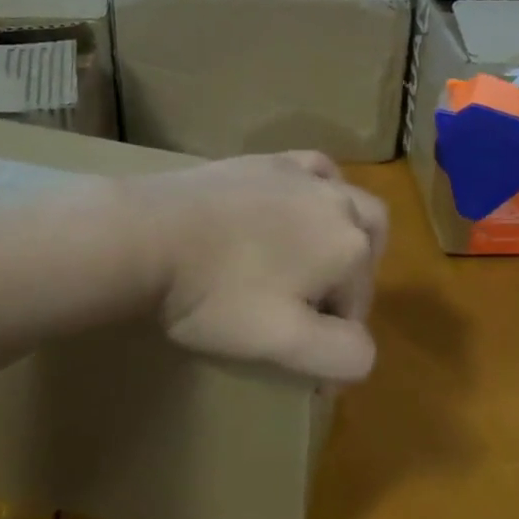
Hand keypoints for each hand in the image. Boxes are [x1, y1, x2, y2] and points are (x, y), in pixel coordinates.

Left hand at [121, 152, 387, 383]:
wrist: (149, 234)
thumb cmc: (216, 294)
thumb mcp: (283, 343)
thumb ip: (341, 354)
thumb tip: (364, 350)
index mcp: (349, 247)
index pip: (358, 304)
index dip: (334, 335)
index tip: (299, 358)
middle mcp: (338, 201)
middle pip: (369, 245)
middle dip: (354, 278)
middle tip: (315, 306)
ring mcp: (302, 174)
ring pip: (348, 202)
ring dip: (345, 234)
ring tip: (310, 260)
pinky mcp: (268, 160)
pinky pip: (314, 169)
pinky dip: (320, 189)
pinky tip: (296, 204)